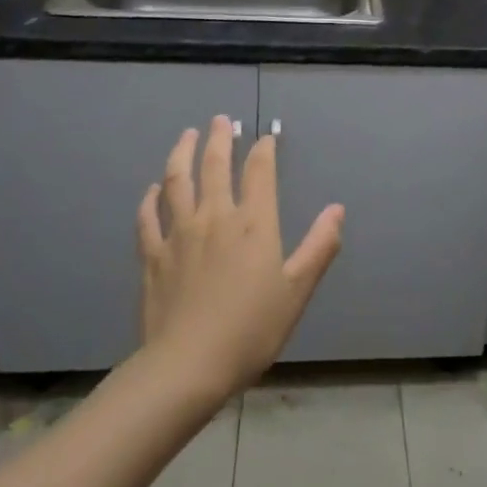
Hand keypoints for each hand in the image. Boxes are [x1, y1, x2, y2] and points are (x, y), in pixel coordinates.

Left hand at [138, 116, 343, 399]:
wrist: (188, 366)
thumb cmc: (251, 329)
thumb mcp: (297, 290)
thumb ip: (319, 246)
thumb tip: (337, 209)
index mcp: (253, 223)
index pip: (259, 171)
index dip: (263, 150)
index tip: (266, 137)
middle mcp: (215, 217)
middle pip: (214, 165)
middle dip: (220, 138)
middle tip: (221, 120)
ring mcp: (179, 234)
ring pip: (177, 181)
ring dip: (182, 153)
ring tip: (187, 135)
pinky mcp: (153, 256)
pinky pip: (149, 218)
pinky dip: (151, 199)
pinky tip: (153, 190)